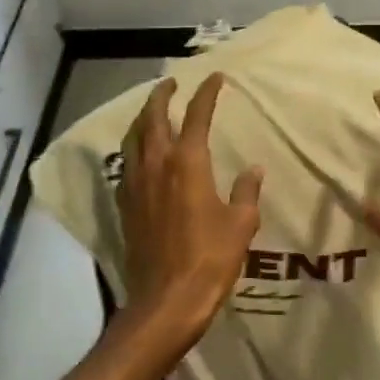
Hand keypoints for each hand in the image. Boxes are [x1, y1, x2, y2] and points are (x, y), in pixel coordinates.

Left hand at [117, 74, 262, 344]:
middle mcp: (156, 166)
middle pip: (152, 118)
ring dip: (143, 119)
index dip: (207, 93)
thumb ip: (246, 192)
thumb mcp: (241, 224)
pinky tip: (141, 156)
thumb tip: (253, 170)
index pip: (197, 116)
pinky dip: (134, 149)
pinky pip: (126, 165)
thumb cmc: (210, 259)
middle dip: (161, 96)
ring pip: (133, 139)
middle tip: (171, 84)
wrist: (166, 302)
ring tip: (152, 112)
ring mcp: (135, 186)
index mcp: (188, 164)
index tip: (215, 78)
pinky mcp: (125, 207)